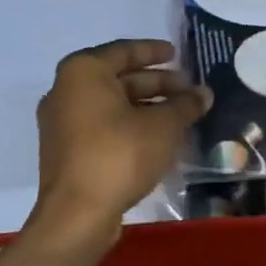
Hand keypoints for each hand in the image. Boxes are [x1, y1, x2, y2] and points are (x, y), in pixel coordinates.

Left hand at [33, 39, 211, 246]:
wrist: (76, 216)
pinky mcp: (65, 150)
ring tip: (180, 115)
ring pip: (111, 104)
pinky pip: (102, 125)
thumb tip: (204, 93)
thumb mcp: (163, 126)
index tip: (177, 55)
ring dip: (146, 107)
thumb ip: (185, 105)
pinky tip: (157, 137)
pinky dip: (129, 125)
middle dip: (156, 83)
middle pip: (118, 78)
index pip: (125, 50)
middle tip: (188, 90)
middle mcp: (66, 90)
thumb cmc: (119, 155)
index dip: (154, 51)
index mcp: (83, 72)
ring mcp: (61, 122)